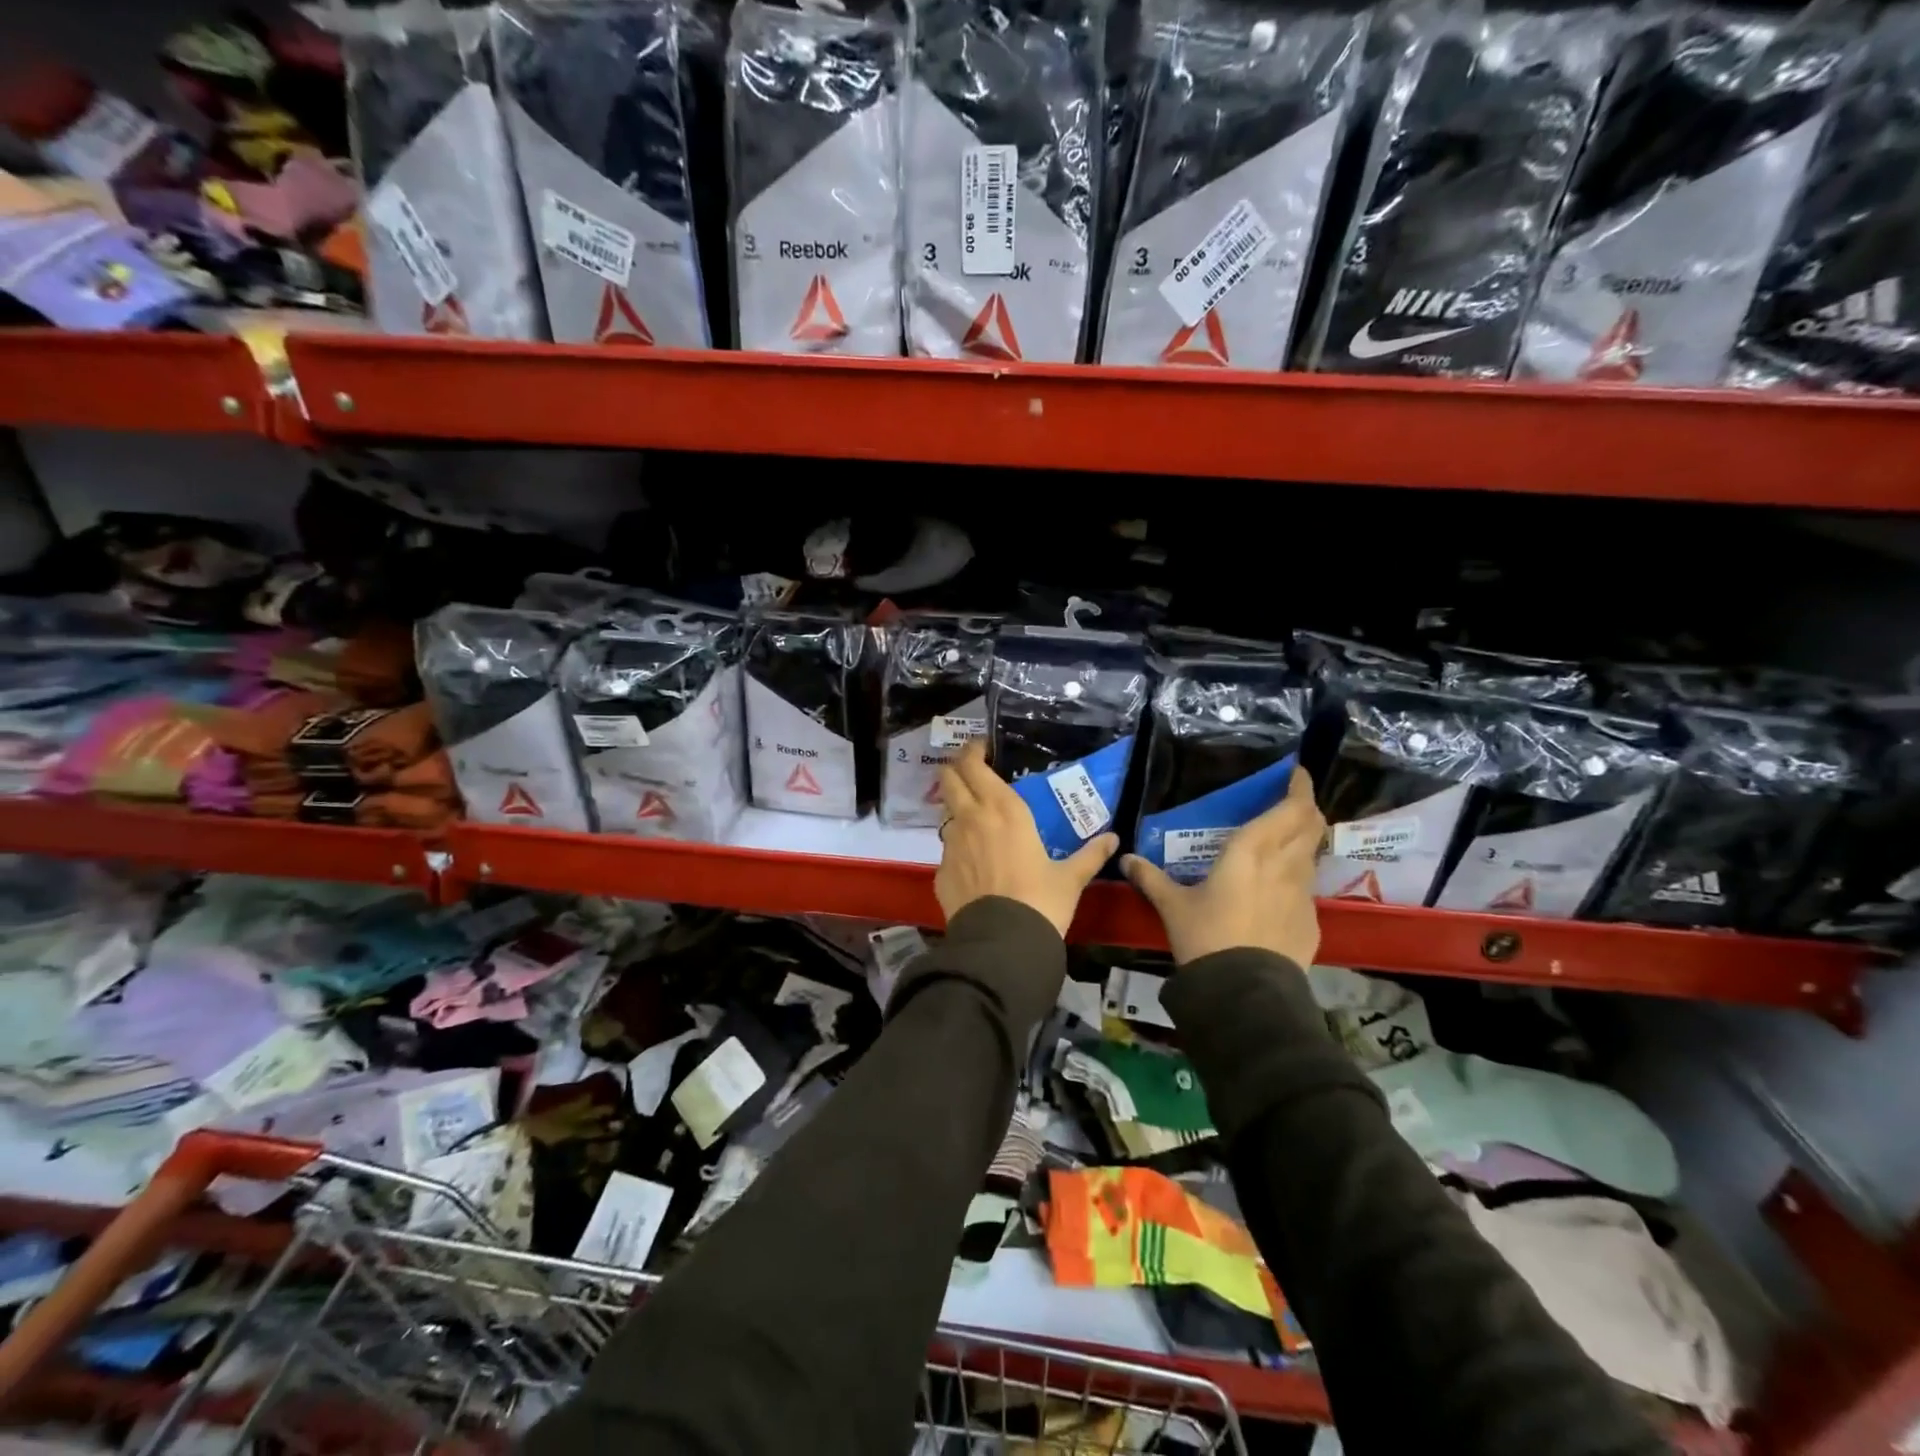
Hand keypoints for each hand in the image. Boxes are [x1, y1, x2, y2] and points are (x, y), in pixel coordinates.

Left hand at [934, 740, 1118, 937]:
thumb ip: (1090, 854)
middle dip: (955, 769)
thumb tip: (1114, 840)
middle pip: (949, 778)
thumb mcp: (1071, 877)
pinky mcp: (940, 871)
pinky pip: (947, 849)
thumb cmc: (1041, 901)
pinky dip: (958, 847)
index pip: (974, 765)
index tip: (981, 748)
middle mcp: (971, 818)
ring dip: (956, 808)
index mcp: (1003, 809)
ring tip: (977, 819)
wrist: (1002, 943)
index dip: (973, 751)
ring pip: (946, 813)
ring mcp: (951, 844)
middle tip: (971, 772)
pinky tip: (974, 863)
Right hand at [1121, 766, 1324, 966]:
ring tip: (1285, 842)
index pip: (1290, 809)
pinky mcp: (1310, 922)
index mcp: (1252, 851)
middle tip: (1292, 801)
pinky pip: (1307, 888)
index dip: (1299, 788)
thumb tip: (1126, 859)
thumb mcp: (1172, 906)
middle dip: (1307, 808)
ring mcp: (1302, 895)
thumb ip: (1151, 879)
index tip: (1296, 774)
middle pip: (1311, 825)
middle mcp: (1284, 865)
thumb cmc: (1206, 936)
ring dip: (1304, 842)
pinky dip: (1297, 877)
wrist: (1244, 991)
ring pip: (1312, 855)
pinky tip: (1278, 891)